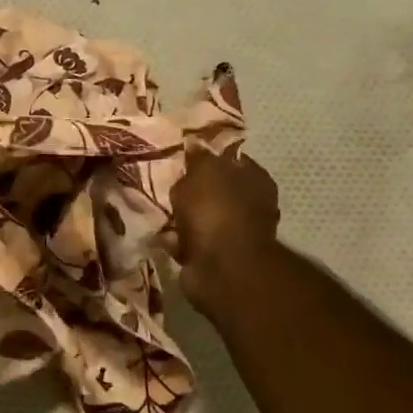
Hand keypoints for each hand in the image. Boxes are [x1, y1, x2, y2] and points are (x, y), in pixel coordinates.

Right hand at [168, 145, 281, 315]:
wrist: (221, 268)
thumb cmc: (216, 210)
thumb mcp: (203, 171)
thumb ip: (198, 157)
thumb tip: (195, 144)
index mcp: (254, 178)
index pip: (230, 159)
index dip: (206, 157)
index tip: (181, 157)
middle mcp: (249, 205)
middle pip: (213, 190)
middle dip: (189, 189)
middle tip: (165, 184)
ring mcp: (233, 233)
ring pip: (199, 217)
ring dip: (179, 216)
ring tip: (157, 209)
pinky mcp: (215, 257)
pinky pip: (189, 241)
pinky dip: (175, 239)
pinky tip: (160, 234)